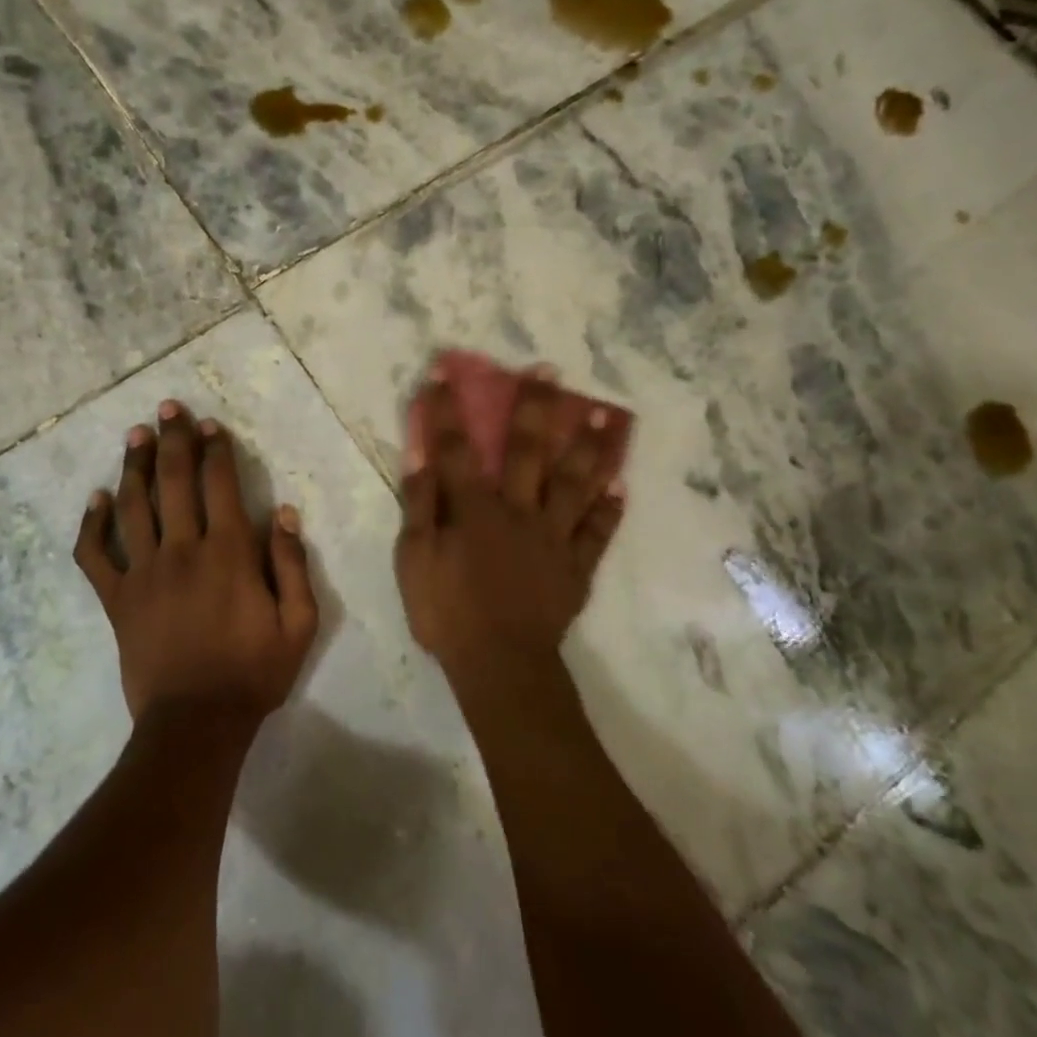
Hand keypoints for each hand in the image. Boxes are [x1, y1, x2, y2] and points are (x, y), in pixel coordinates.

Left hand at [74, 399, 319, 723]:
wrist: (196, 723)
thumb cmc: (253, 673)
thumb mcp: (298, 624)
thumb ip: (292, 565)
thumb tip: (284, 513)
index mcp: (229, 553)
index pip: (220, 485)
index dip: (216, 450)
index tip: (211, 425)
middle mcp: (182, 551)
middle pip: (174, 482)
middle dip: (173, 440)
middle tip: (168, 408)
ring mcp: (143, 573)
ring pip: (133, 506)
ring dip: (134, 466)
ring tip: (135, 435)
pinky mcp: (117, 599)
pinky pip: (95, 555)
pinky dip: (92, 525)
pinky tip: (95, 499)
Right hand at [394, 375, 624, 688]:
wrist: (499, 665)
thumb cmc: (447, 612)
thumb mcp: (414, 560)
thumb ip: (420, 506)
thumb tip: (421, 456)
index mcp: (475, 510)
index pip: (457, 449)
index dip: (449, 410)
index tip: (445, 372)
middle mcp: (519, 512)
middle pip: (530, 452)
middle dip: (536, 408)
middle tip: (549, 371)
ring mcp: (554, 538)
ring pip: (576, 484)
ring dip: (590, 447)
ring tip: (606, 415)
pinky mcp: (576, 566)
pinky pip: (597, 533)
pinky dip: (610, 510)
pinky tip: (622, 486)